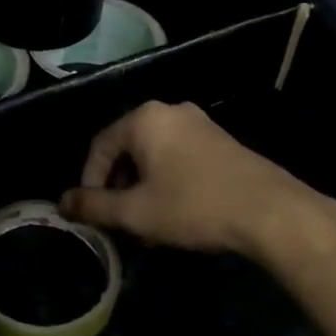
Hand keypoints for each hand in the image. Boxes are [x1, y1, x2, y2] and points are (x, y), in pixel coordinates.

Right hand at [60, 101, 335, 268]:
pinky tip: (175, 214)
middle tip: (119, 220)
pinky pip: (179, 158)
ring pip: (154, 156)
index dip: (89, 182)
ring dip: (142, 189)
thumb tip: (62, 203)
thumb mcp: (136, 212)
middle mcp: (170, 112)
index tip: (93, 213)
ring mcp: (200, 125)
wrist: (272, 213)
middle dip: (118, 188)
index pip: (100, 146)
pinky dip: (167, 183)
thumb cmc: (194, 206)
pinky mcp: (222, 143)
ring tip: (145, 224)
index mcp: (144, 119)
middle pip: (127, 150)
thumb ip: (94, 206)